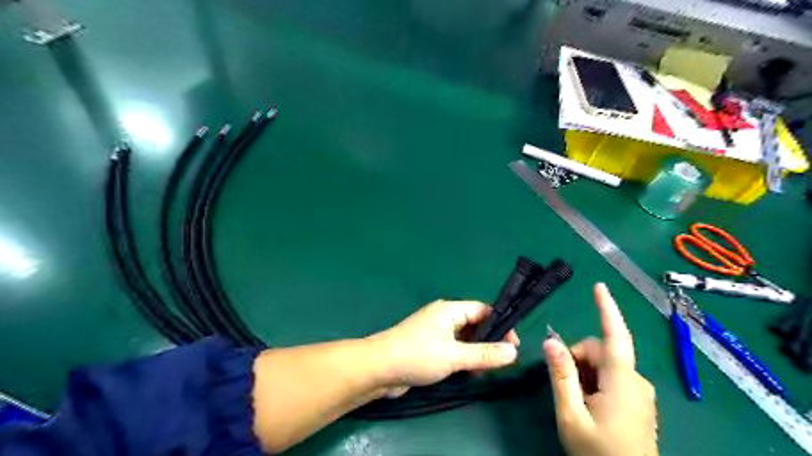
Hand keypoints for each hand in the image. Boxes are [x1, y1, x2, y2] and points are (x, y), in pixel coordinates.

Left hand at [371, 299, 518, 394]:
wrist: (378, 368)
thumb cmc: (417, 355)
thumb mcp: (454, 356)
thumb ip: (484, 354)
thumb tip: (513, 352)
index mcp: (450, 310)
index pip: (483, 310)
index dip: (500, 325)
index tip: (512, 346)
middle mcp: (443, 317)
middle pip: (475, 324)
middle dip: (489, 341)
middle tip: (500, 362)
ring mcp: (435, 332)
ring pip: (464, 338)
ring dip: (476, 352)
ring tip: (484, 372)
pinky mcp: (429, 346)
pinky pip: (453, 348)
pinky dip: (463, 358)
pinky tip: (468, 373)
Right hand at [540, 284, 655, 455]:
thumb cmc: (599, 454)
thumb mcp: (570, 415)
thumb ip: (561, 375)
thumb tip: (550, 341)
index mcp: (622, 381)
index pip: (615, 335)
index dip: (606, 308)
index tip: (598, 285)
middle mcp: (636, 380)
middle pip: (600, 351)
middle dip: (577, 359)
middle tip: (565, 386)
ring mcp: (639, 392)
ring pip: (604, 364)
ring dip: (585, 373)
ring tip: (577, 401)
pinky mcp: (638, 401)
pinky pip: (612, 378)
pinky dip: (595, 382)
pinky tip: (589, 404)